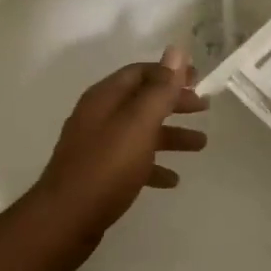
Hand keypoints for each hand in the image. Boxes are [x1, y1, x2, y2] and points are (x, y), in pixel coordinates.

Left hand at [33, 46, 208, 228]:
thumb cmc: (107, 166)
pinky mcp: (97, 174)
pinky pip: (131, 161)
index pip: (140, 72)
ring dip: (170, 134)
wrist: (65, 220)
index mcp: (105, 97)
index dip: (170, 73)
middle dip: (173, 102)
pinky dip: (153, 165)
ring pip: (140, 131)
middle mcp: (98, 115)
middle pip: (141, 100)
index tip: (199, 79)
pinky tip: (172, 180)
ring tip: (200, 145)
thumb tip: (176, 50)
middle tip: (204, 108)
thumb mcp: (139, 123)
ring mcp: (96, 145)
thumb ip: (160, 89)